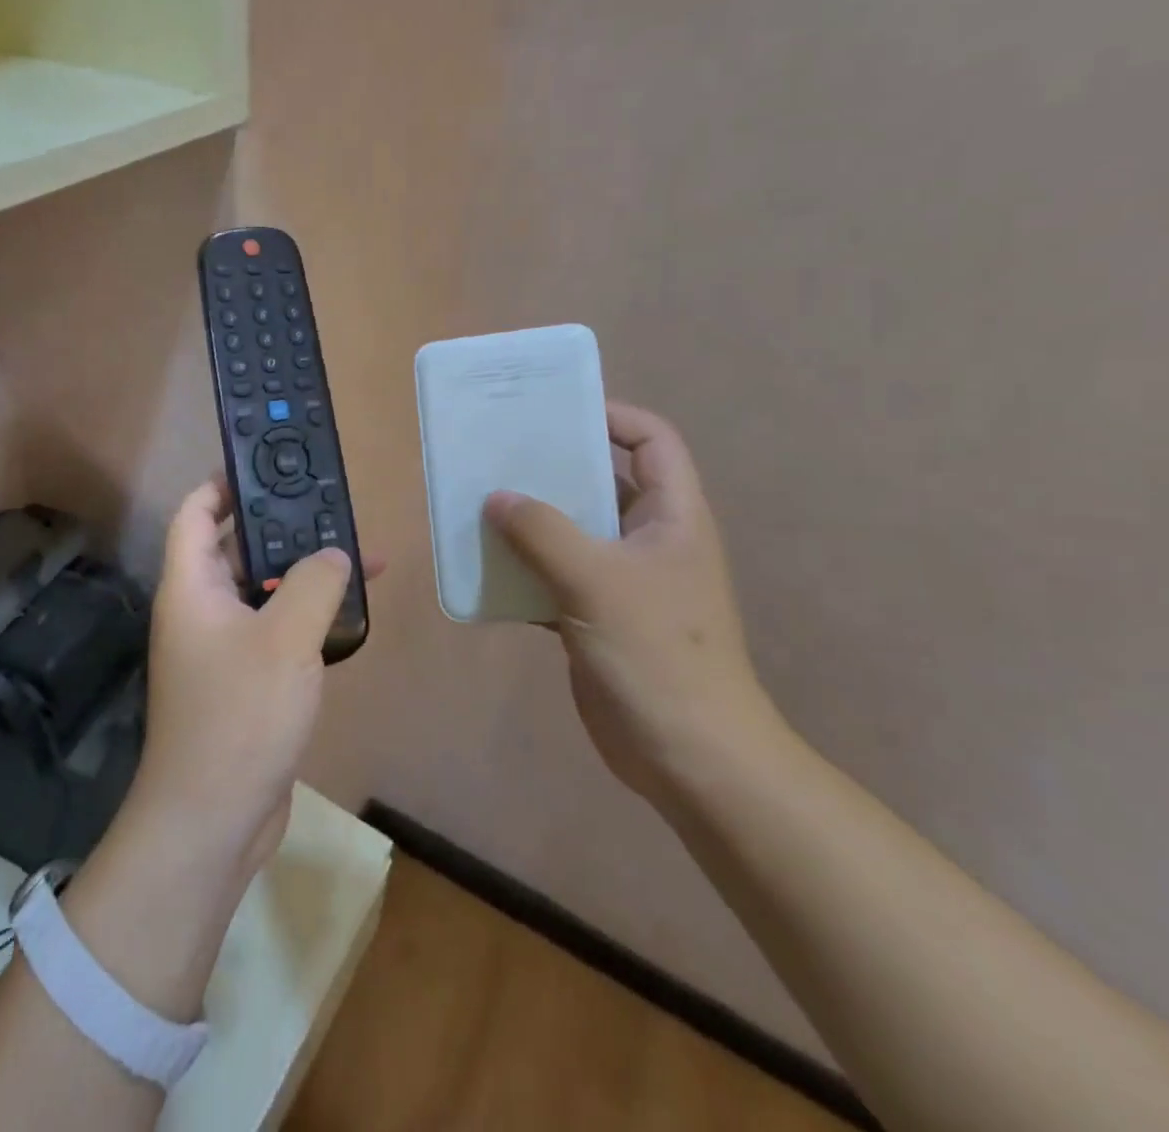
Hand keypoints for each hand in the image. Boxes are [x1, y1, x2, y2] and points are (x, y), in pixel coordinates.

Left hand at [130, 478, 379, 885]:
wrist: (214, 819)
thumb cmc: (239, 715)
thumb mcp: (286, 638)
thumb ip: (315, 583)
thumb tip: (335, 553)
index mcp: (191, 587)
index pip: (195, 512)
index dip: (222, 483)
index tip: (266, 466)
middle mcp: (200, 610)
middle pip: (236, 548)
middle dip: (281, 527)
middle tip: (329, 508)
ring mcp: (222, 647)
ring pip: (264, 591)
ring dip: (303, 573)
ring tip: (356, 554)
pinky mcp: (245, 680)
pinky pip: (276, 629)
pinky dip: (307, 615)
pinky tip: (349, 612)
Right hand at [483, 403, 782, 803]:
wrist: (689, 756)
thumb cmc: (658, 654)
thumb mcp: (597, 581)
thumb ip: (543, 532)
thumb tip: (496, 496)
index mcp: (671, 516)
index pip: (652, 441)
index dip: (611, 416)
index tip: (554, 412)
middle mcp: (649, 539)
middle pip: (602, 481)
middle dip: (553, 466)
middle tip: (498, 453)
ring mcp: (623, 581)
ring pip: (572, 531)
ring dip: (531, 520)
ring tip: (480, 503)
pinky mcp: (597, 616)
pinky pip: (554, 576)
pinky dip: (524, 570)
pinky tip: (484, 568)